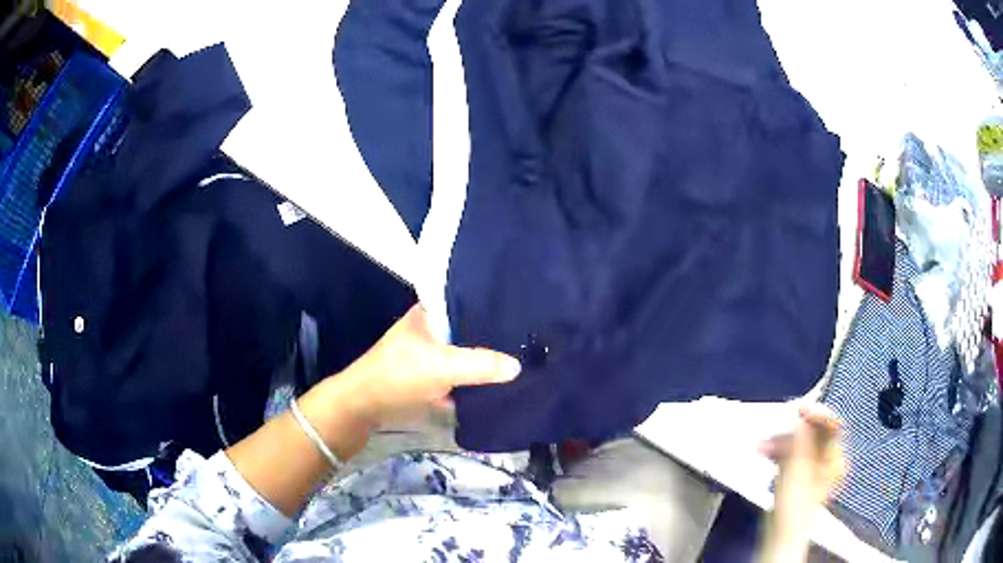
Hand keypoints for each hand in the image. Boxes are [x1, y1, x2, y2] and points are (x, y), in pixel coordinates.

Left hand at [337, 305, 521, 428]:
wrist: (364, 408)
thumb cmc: (398, 375)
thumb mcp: (441, 367)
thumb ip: (480, 365)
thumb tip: (519, 365)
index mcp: (430, 313)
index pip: (468, 298)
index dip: (494, 302)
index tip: (525, 307)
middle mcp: (431, 329)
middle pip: (470, 327)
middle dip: (495, 334)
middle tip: (531, 337)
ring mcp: (430, 354)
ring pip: (465, 352)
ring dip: (486, 358)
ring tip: (524, 356)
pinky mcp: (431, 377)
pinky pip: (460, 373)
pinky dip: (475, 378)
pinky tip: (501, 382)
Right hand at [759, 404, 844, 510]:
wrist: (780, 535)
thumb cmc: (794, 507)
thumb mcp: (798, 470)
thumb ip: (802, 440)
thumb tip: (803, 415)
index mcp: (835, 458)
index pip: (833, 424)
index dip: (818, 413)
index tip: (801, 408)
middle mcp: (828, 460)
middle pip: (814, 433)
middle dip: (794, 430)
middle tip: (779, 427)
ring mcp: (813, 467)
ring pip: (800, 443)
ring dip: (782, 441)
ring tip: (764, 444)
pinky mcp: (799, 473)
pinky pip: (791, 453)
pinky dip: (779, 451)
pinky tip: (766, 451)